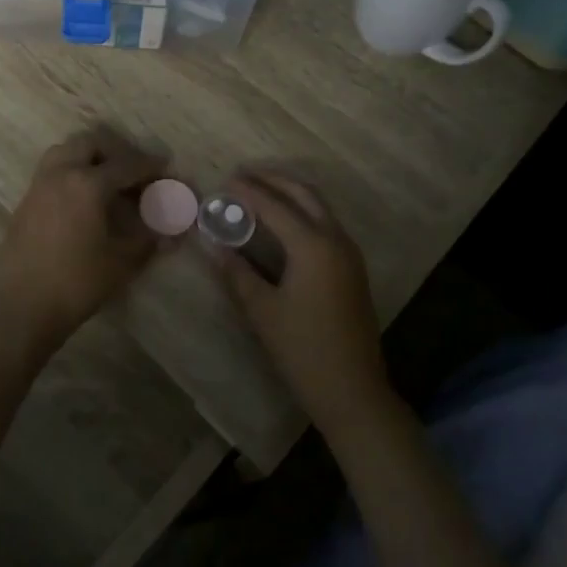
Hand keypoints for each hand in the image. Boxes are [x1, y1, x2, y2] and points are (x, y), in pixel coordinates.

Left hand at [0, 127, 167, 351]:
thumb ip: (148, 240)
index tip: (165, 167)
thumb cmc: (77, 282)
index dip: (149, 166)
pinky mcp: (25, 202)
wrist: (23, 306)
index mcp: (87, 183)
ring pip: (65, 152)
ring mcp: (39, 186)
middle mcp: (61, 174)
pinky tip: (82, 202)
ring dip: (88, 158)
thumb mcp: (122, 262)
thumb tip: (172, 233)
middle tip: (132, 172)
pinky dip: (70, 173)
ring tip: (106, 181)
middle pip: (90, 144)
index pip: (126, 165)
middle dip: (115, 152)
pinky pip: (51, 172)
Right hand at [203, 170, 390, 434]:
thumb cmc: (303, 350)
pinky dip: (303, 212)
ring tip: (260, 193)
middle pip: (304, 194)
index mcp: (313, 246)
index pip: (275, 206)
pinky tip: (283, 224)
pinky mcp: (352, 268)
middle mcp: (336, 240)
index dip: (249, 192)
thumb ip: (237, 272)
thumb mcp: (262, 311)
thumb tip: (213, 244)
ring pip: (319, 207)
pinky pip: (326, 224)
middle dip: (274, 180)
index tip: (226, 180)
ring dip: (290, 194)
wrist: (353, 390)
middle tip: (244, 176)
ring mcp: (349, 254)